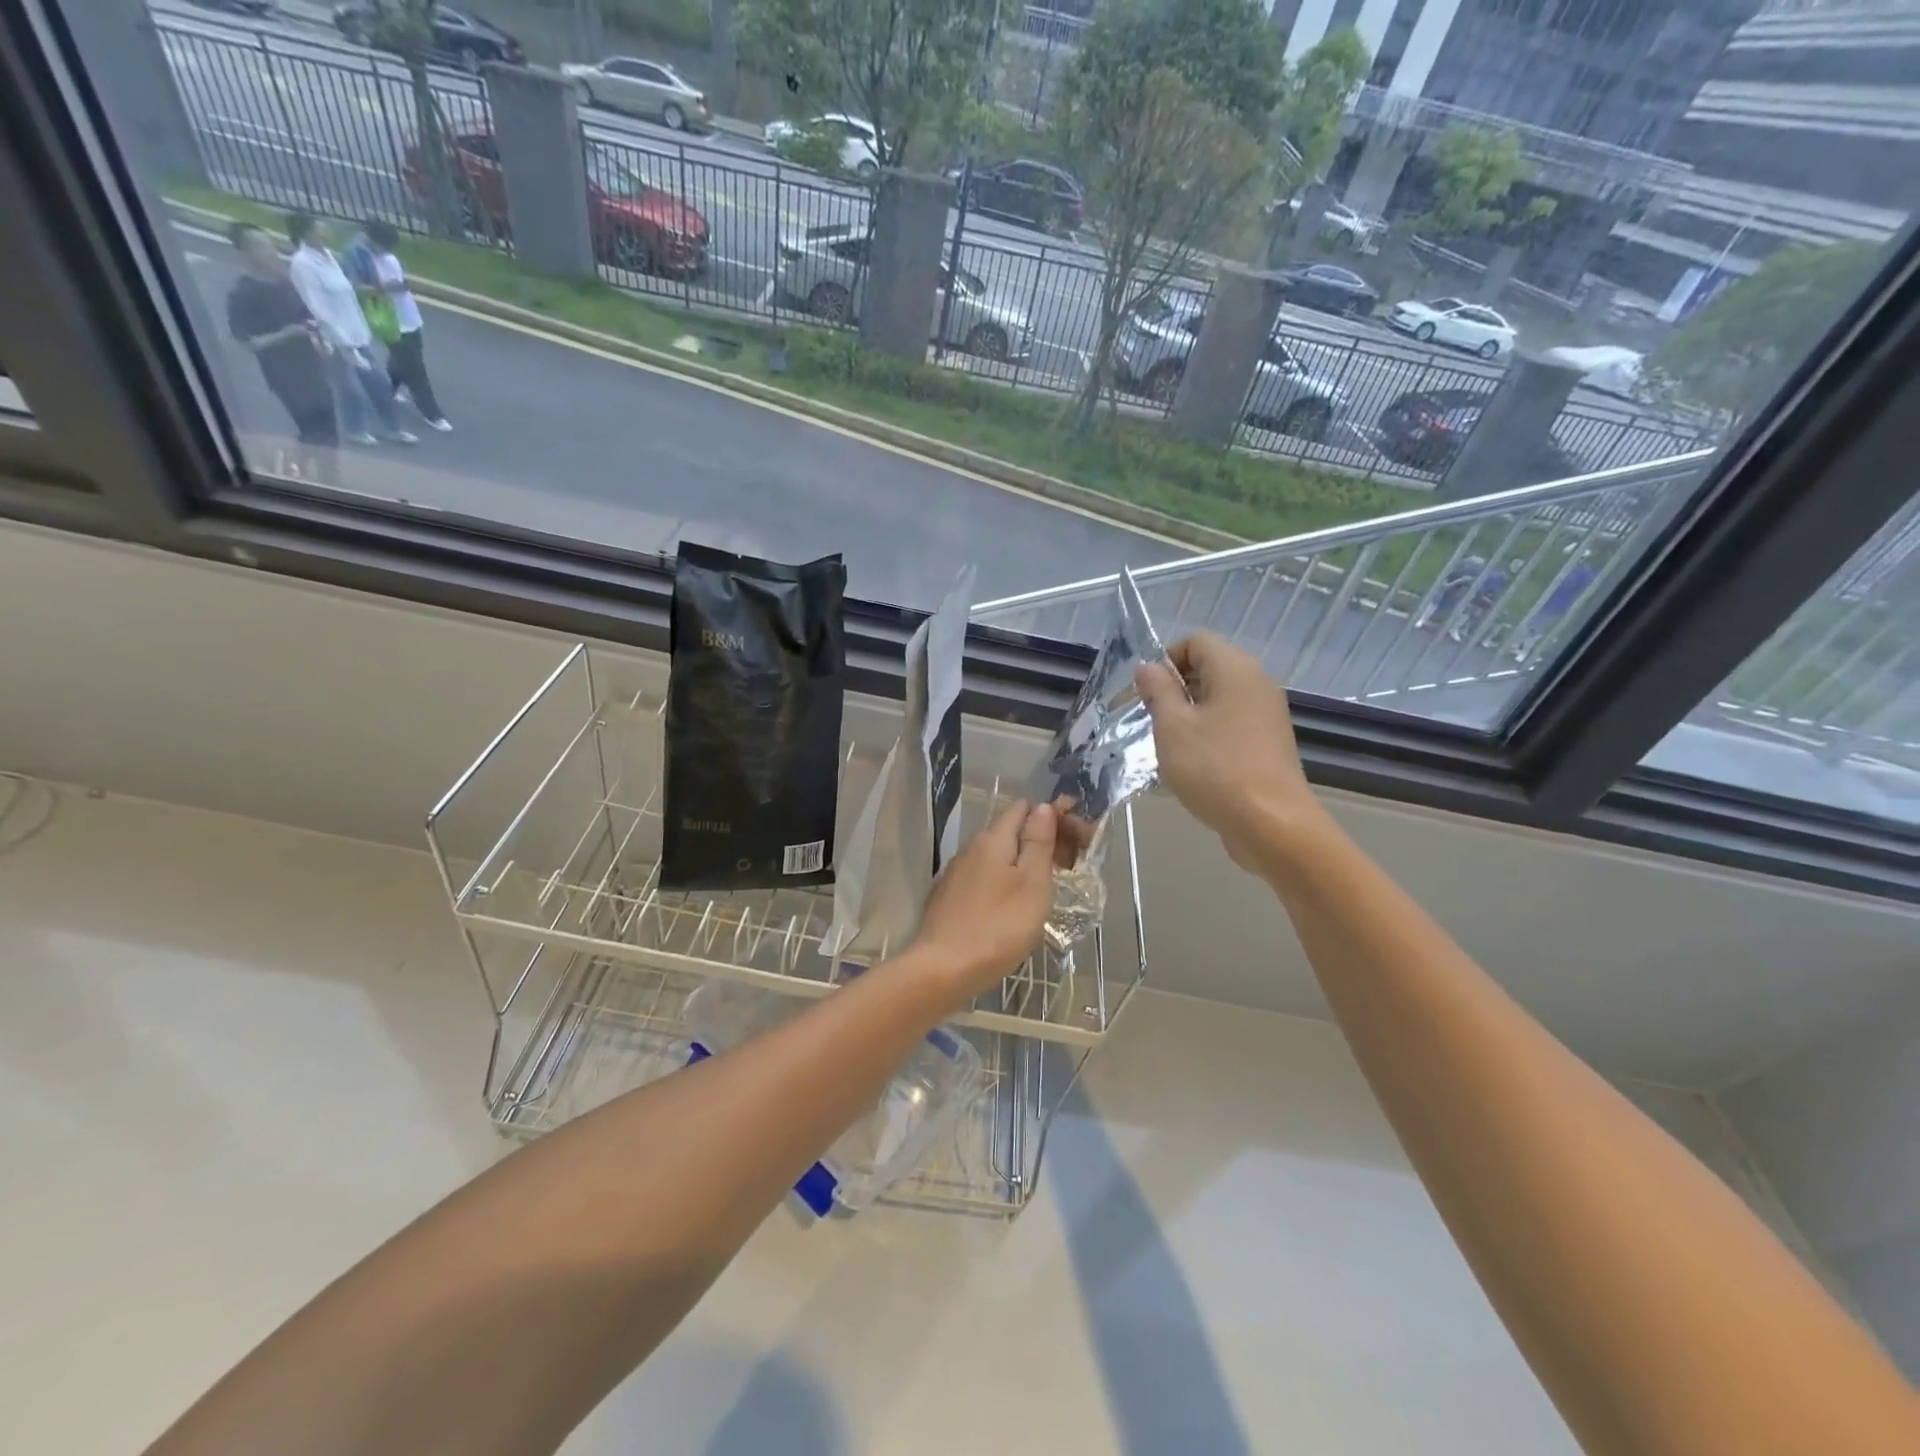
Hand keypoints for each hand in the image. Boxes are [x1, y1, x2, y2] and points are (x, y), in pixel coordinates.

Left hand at [906, 800, 1056, 1002]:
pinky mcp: (949, 897)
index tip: (1075, 837)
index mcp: (993, 839)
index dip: (1051, 815)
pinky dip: (1003, 880)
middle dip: (1039, 839)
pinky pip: (983, 876)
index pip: (1023, 808)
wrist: (943, 969)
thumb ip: (1038, 842)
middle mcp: (971, 848)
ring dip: (1021, 862)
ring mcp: (956, 873)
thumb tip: (1042, 806)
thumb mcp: (1032, 883)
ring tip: (1045, 886)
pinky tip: (1012, 904)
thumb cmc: (998, 926)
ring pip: (996, 855)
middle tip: (1067, 866)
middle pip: (1009, 830)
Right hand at [1135, 632, 1321, 869]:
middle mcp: (1257, 683)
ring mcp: (1267, 714)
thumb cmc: (1215, 769)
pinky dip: (1209, 734)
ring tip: (1171, 747)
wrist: (1272, 824)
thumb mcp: (1172, 727)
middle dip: (1175, 688)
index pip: (1196, 640)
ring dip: (1189, 715)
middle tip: (1153, 721)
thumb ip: (1158, 691)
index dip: (1166, 659)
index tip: (1147, 694)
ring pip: (1219, 698)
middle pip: (1209, 667)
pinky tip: (1195, 765)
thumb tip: (1148, 668)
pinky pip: (1232, 723)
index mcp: (1235, 669)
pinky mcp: (1269, 743)